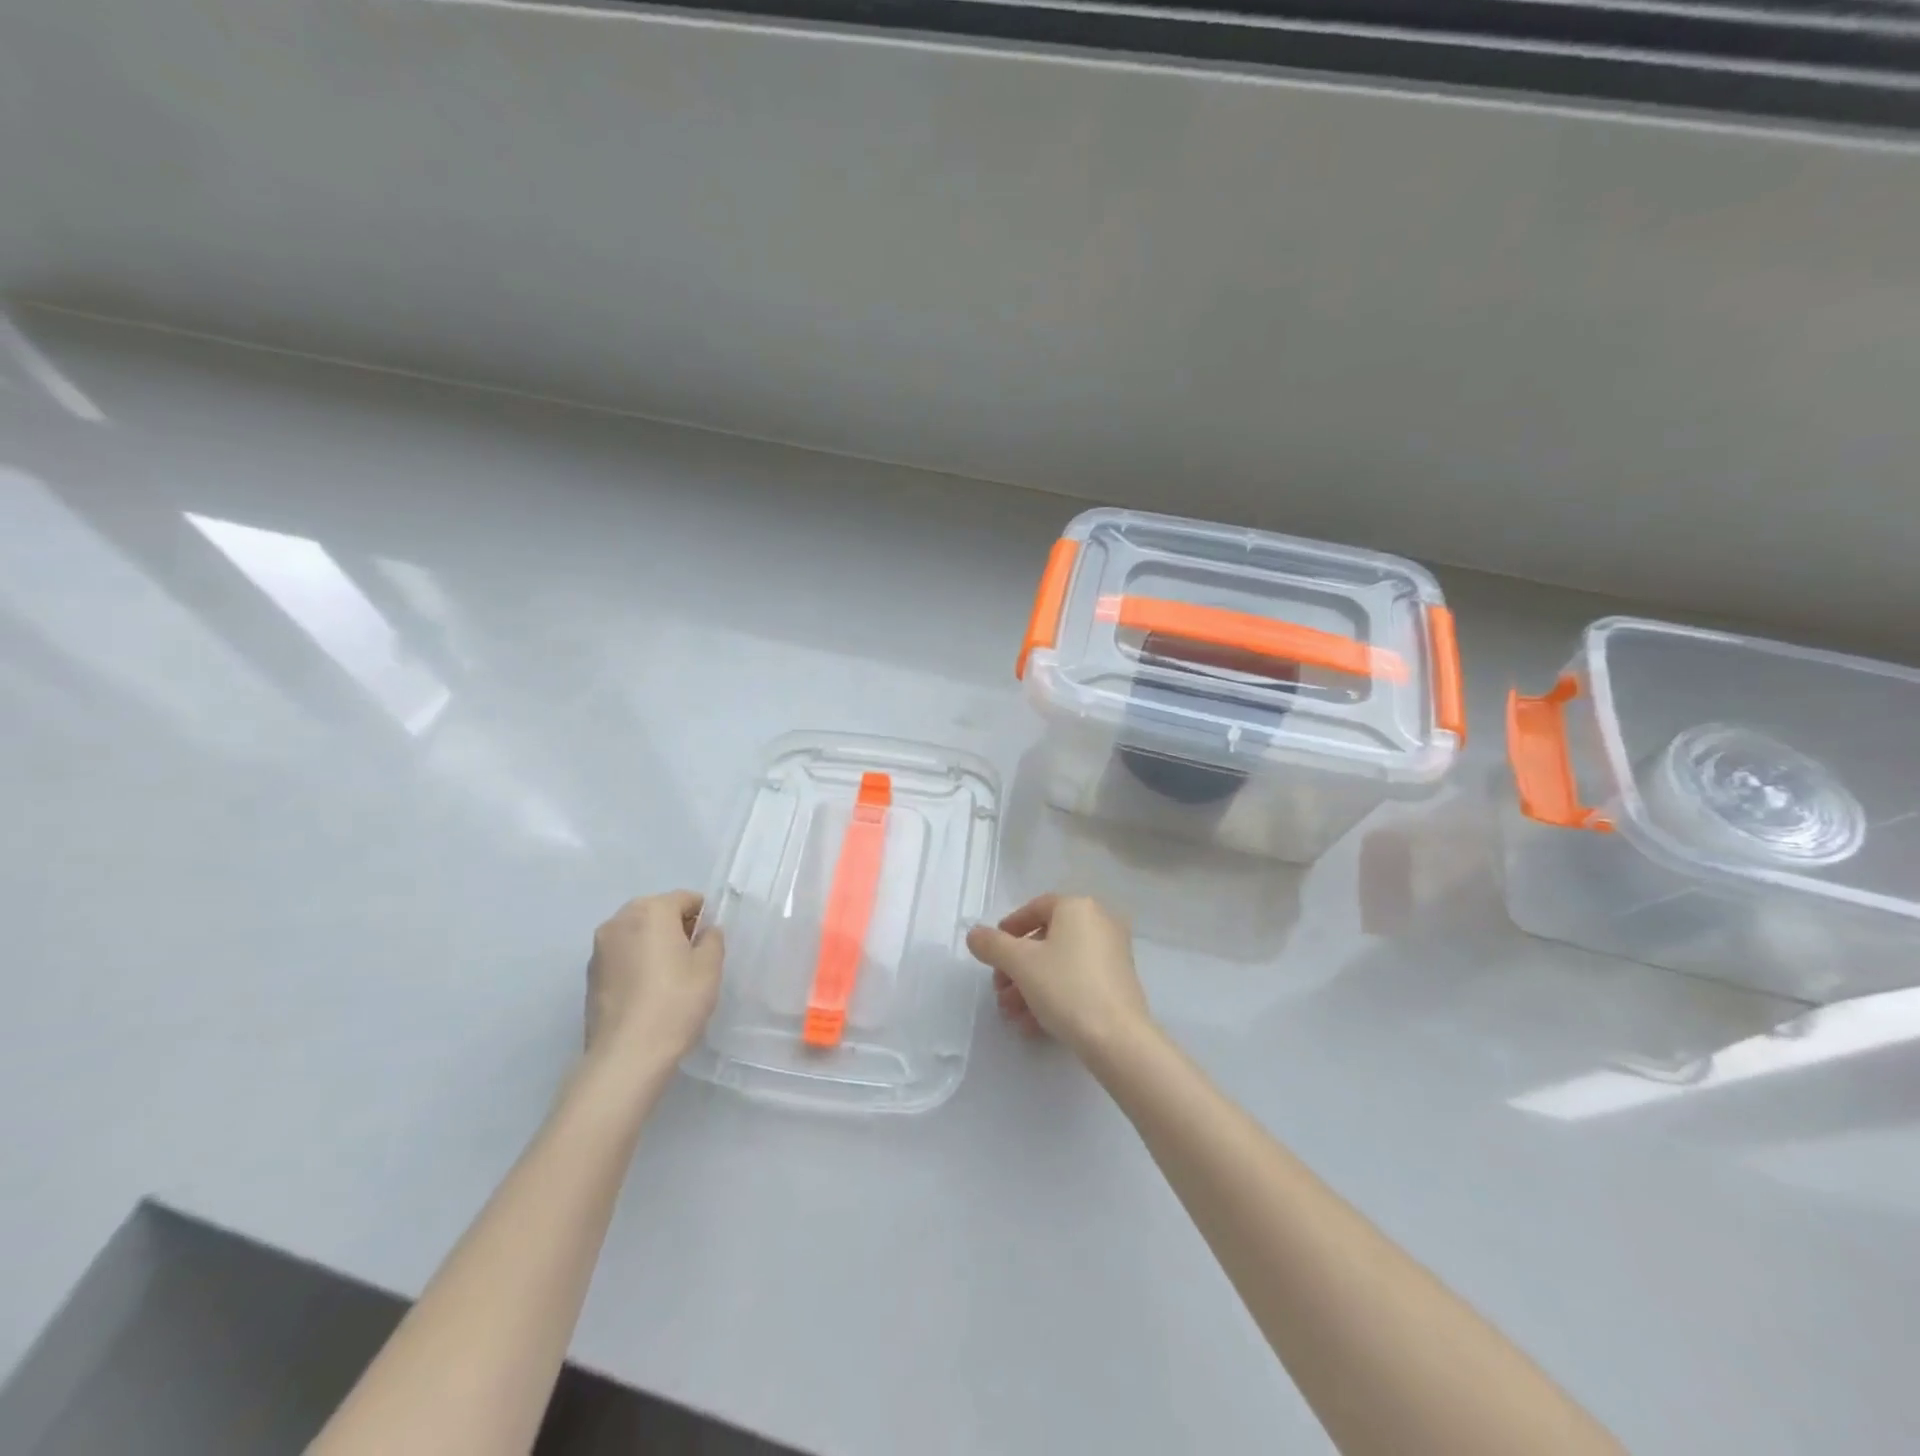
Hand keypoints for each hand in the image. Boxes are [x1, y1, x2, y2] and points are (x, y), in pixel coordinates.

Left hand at [587, 892, 723, 1068]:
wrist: (627, 1055)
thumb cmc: (676, 1003)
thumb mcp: (710, 967)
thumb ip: (712, 939)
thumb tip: (704, 932)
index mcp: (651, 911)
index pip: (685, 899)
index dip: (703, 917)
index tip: (709, 944)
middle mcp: (619, 921)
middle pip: (656, 911)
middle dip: (675, 927)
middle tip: (692, 959)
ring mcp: (599, 948)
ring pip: (636, 933)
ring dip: (653, 944)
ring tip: (668, 978)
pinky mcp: (589, 975)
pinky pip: (621, 956)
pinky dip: (635, 963)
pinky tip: (647, 992)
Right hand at [966, 895, 1151, 1060]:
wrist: (1117, 1038)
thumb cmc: (1066, 987)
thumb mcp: (1020, 963)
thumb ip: (992, 945)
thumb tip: (975, 935)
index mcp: (1078, 908)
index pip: (1036, 908)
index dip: (1009, 929)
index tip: (992, 952)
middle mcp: (1099, 923)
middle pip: (1046, 940)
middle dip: (1016, 967)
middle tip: (999, 990)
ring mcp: (1112, 954)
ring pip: (1059, 964)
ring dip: (1030, 986)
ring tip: (1011, 1014)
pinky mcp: (1118, 984)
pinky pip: (1076, 981)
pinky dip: (1053, 996)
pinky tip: (1031, 1025)